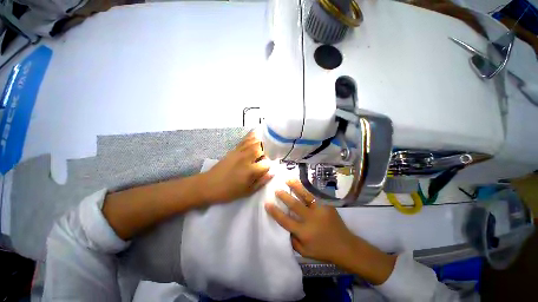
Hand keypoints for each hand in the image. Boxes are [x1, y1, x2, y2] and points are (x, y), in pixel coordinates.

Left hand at [201, 131, 272, 203]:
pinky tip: (256, 134)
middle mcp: (246, 158)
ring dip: (261, 143)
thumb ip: (261, 182)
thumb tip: (272, 173)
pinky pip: (245, 140)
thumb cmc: (229, 192)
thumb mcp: (247, 192)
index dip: (269, 166)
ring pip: (254, 142)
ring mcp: (239, 152)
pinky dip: (251, 137)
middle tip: (263, 159)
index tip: (267, 169)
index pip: (266, 163)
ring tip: (264, 146)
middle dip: (266, 153)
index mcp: (250, 171)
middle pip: (262, 149)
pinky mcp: (234, 150)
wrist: (208, 185)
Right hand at [265, 179, 395, 284]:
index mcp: (304, 232)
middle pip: (294, 205)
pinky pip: (315, 195)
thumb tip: (285, 228)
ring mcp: (320, 211)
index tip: (267, 203)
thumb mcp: (305, 252)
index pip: (285, 221)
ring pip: (306, 196)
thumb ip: (293, 240)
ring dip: (296, 187)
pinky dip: (307, 188)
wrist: (345, 246)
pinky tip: (303, 183)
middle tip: (276, 189)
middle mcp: (311, 220)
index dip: (275, 212)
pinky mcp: (327, 206)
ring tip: (289, 179)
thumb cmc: (323, 250)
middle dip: (284, 196)